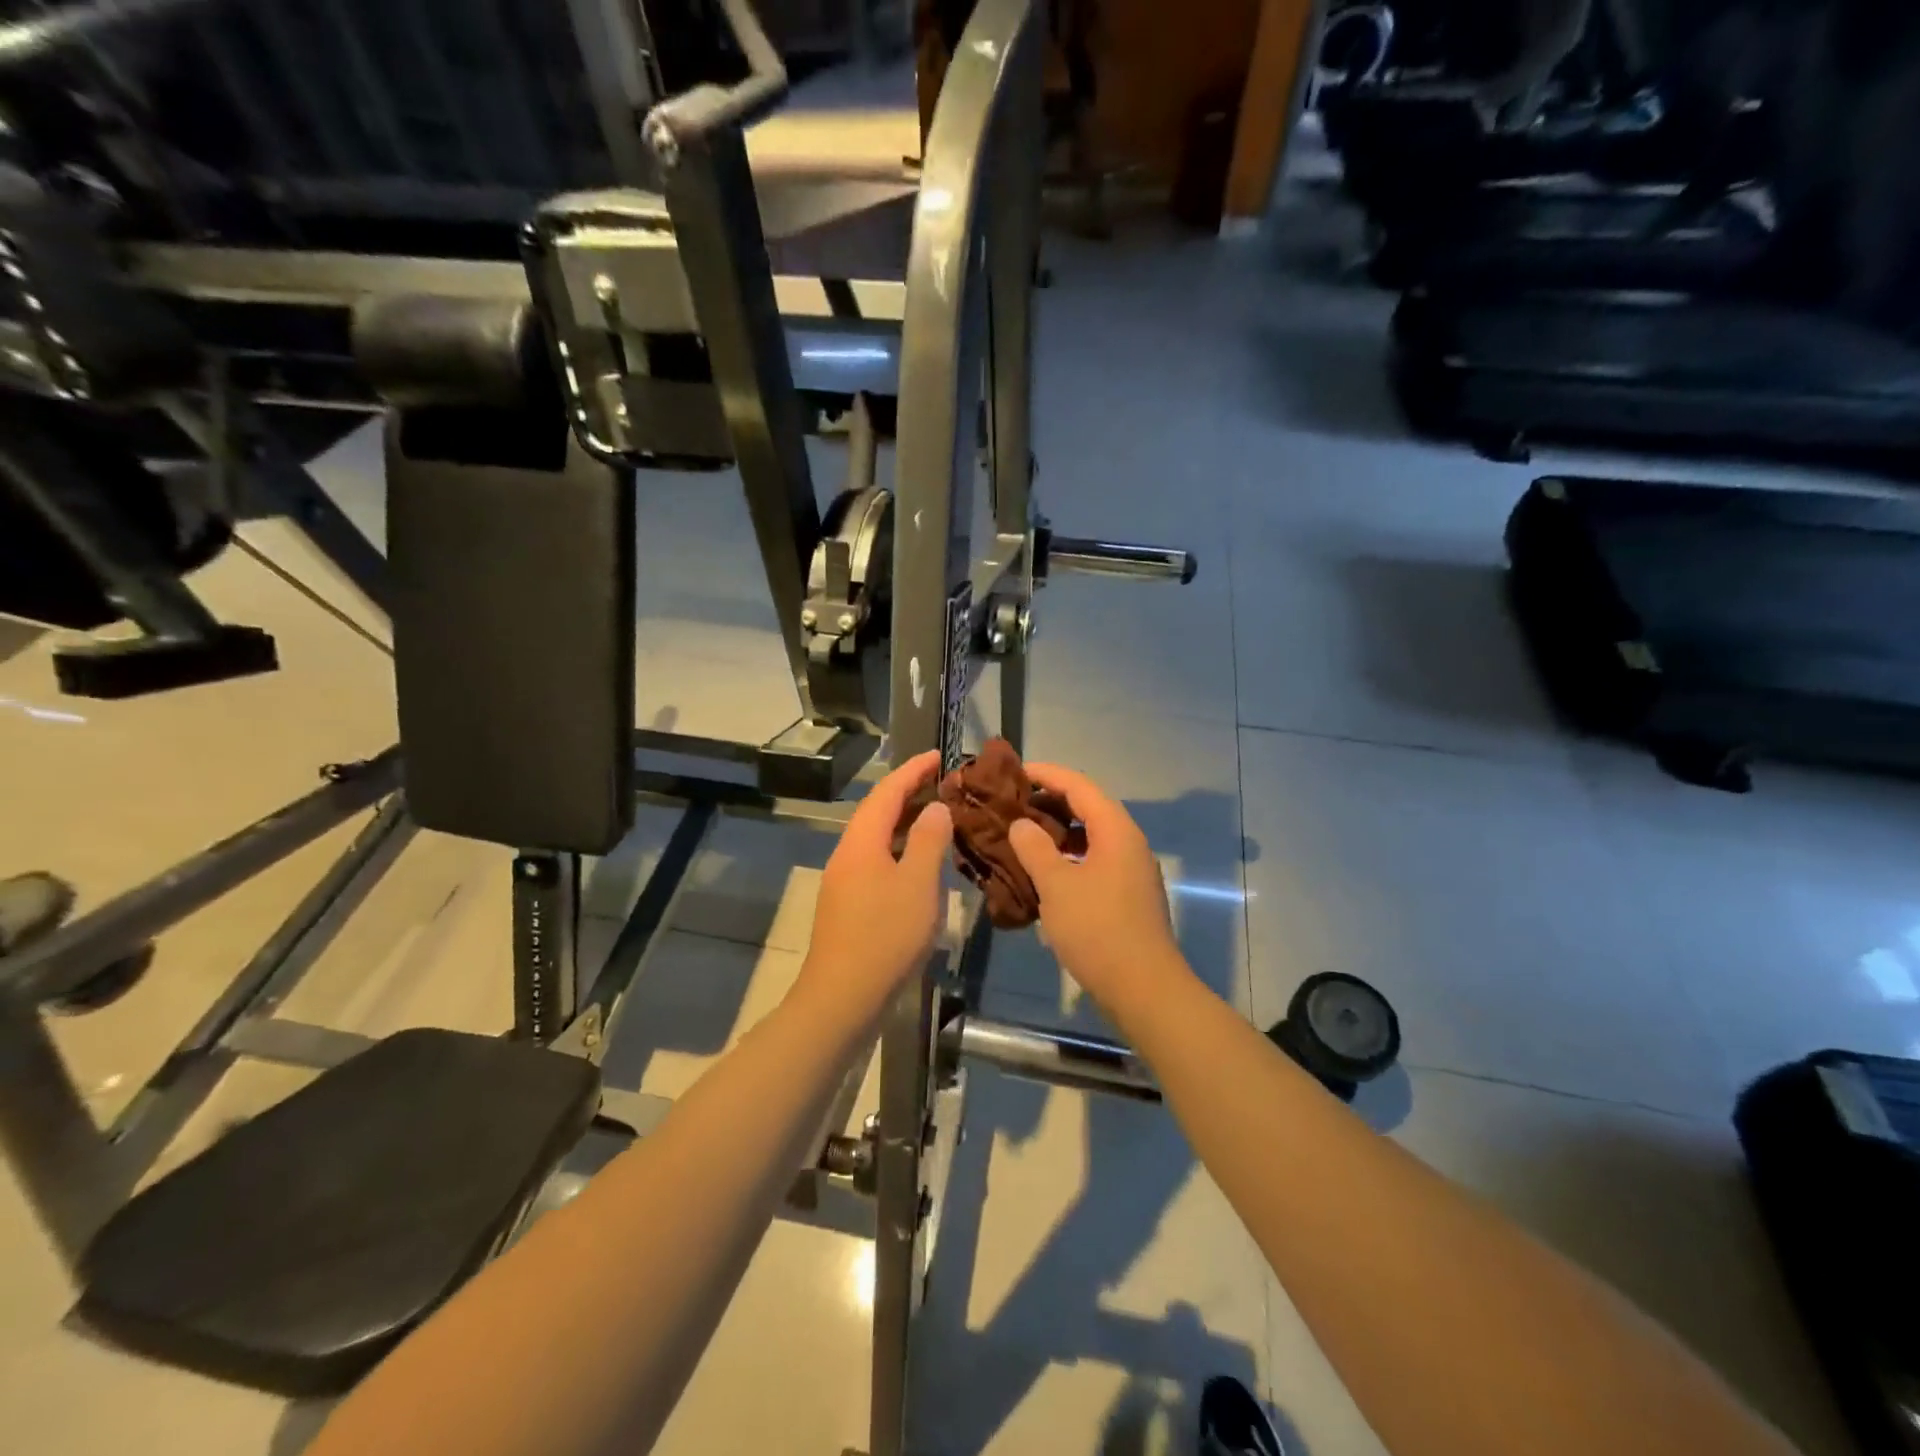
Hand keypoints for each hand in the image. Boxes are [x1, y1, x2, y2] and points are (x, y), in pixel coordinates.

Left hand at [796, 750, 952, 1023]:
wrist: (842, 998)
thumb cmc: (886, 935)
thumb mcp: (918, 883)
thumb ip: (928, 840)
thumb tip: (935, 807)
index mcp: (861, 842)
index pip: (887, 791)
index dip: (913, 770)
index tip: (938, 755)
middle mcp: (847, 855)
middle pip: (877, 812)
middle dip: (908, 793)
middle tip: (944, 785)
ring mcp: (844, 882)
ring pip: (877, 840)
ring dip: (905, 824)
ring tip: (938, 819)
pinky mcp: (848, 907)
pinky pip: (876, 863)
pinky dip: (900, 852)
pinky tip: (921, 866)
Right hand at [1007, 764, 1188, 1009]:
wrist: (1143, 989)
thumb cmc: (1098, 929)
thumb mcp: (1057, 885)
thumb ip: (1035, 848)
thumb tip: (1021, 824)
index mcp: (1115, 830)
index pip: (1079, 785)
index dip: (1046, 774)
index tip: (1014, 771)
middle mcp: (1127, 843)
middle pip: (1086, 807)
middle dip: (1048, 802)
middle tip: (1011, 804)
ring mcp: (1130, 870)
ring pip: (1089, 837)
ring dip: (1056, 832)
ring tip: (1019, 835)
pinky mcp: (1126, 896)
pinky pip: (1092, 861)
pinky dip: (1066, 858)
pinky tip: (1040, 873)